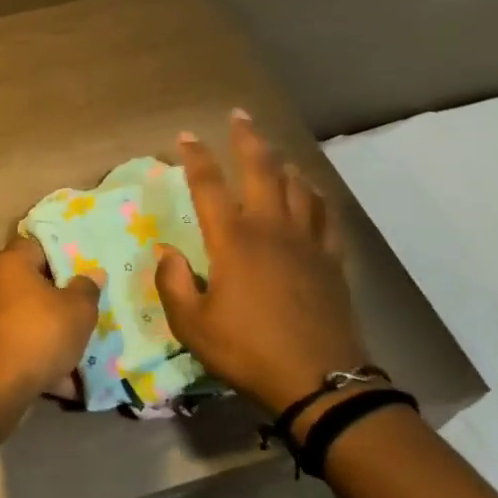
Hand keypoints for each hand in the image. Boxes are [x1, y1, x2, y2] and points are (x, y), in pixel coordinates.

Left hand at [0, 234, 100, 403]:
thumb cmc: (38, 335)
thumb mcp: (77, 311)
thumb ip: (87, 289)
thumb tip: (92, 273)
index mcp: (11, 264)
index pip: (37, 244)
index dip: (63, 253)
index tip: (87, 267)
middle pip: (35, 284)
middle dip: (63, 299)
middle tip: (91, 308)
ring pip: (30, 320)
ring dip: (55, 335)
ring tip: (86, 349)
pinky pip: (22, 348)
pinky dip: (42, 361)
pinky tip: (68, 383)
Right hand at [155, 110, 362, 413]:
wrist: (320, 382)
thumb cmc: (248, 351)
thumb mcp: (193, 325)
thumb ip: (174, 284)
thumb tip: (166, 253)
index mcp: (233, 241)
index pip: (209, 187)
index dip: (196, 157)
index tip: (185, 136)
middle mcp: (271, 230)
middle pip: (262, 170)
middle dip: (248, 139)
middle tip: (240, 116)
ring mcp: (307, 243)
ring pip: (298, 187)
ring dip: (283, 163)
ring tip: (274, 152)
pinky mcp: (332, 261)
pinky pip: (325, 216)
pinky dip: (316, 197)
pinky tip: (312, 193)